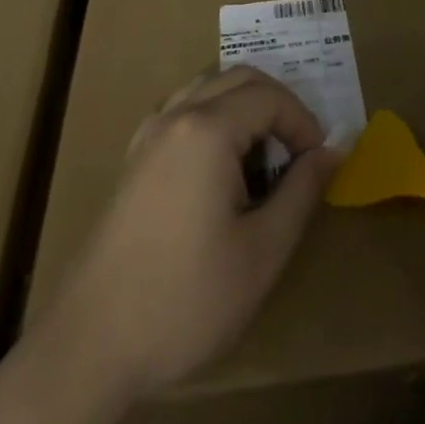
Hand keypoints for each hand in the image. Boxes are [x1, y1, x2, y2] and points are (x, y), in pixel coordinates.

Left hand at [40, 65, 339, 400]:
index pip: (270, 96)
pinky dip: (213, 118)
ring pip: (208, 87)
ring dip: (244, 107)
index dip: (304, 122)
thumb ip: (302, 191)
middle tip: (298, 154)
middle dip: (278, 106)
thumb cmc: (186, 299)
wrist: (90, 345)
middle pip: (239, 78)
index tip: (319, 163)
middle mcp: (176, 115)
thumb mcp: (262, 252)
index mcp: (208, 129)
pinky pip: (183, 110)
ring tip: (263, 158)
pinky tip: (220, 169)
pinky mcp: (133, 158)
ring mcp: (148, 134)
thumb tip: (333, 150)